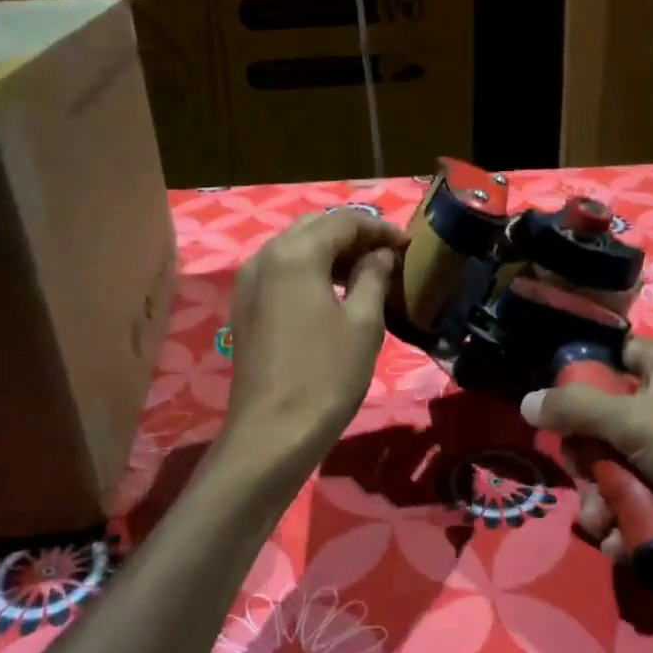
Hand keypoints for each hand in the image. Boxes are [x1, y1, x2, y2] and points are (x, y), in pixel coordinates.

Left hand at [223, 209, 405, 469]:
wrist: (272, 432)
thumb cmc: (326, 375)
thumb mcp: (363, 323)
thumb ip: (373, 277)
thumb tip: (381, 255)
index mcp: (295, 253)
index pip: (344, 220)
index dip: (379, 228)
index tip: (407, 244)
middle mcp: (265, 255)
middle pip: (315, 227)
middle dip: (353, 234)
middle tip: (387, 254)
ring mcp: (249, 281)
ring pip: (295, 246)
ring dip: (330, 251)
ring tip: (365, 271)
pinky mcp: (245, 305)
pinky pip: (281, 270)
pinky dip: (309, 269)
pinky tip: (332, 291)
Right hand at [524, 340, 652, 650]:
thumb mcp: (638, 420)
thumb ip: (576, 408)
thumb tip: (526, 402)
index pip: (613, 356)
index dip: (580, 378)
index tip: (556, 410)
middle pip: (603, 423)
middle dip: (587, 463)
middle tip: (586, 484)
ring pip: (617, 471)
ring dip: (601, 503)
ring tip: (604, 528)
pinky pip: (640, 505)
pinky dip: (627, 526)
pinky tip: (624, 546)